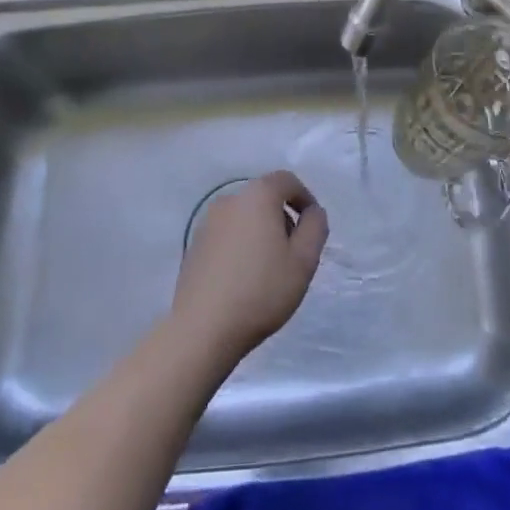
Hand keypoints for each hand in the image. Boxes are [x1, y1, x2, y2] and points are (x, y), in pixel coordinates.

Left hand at [172, 170, 327, 361]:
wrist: (202, 328)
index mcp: (257, 196)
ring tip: (269, 270)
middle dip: (283, 218)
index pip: (286, 180)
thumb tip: (313, 212)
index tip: (312, 227)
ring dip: (261, 233)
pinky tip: (243, 279)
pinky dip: (241, 246)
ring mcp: (207, 222)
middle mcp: (229, 200)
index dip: (304, 198)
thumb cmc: (261, 291)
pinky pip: (227, 235)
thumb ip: (315, 228)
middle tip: (293, 254)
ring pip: (245, 217)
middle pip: (264, 198)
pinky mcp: (194, 245)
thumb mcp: (304, 260)